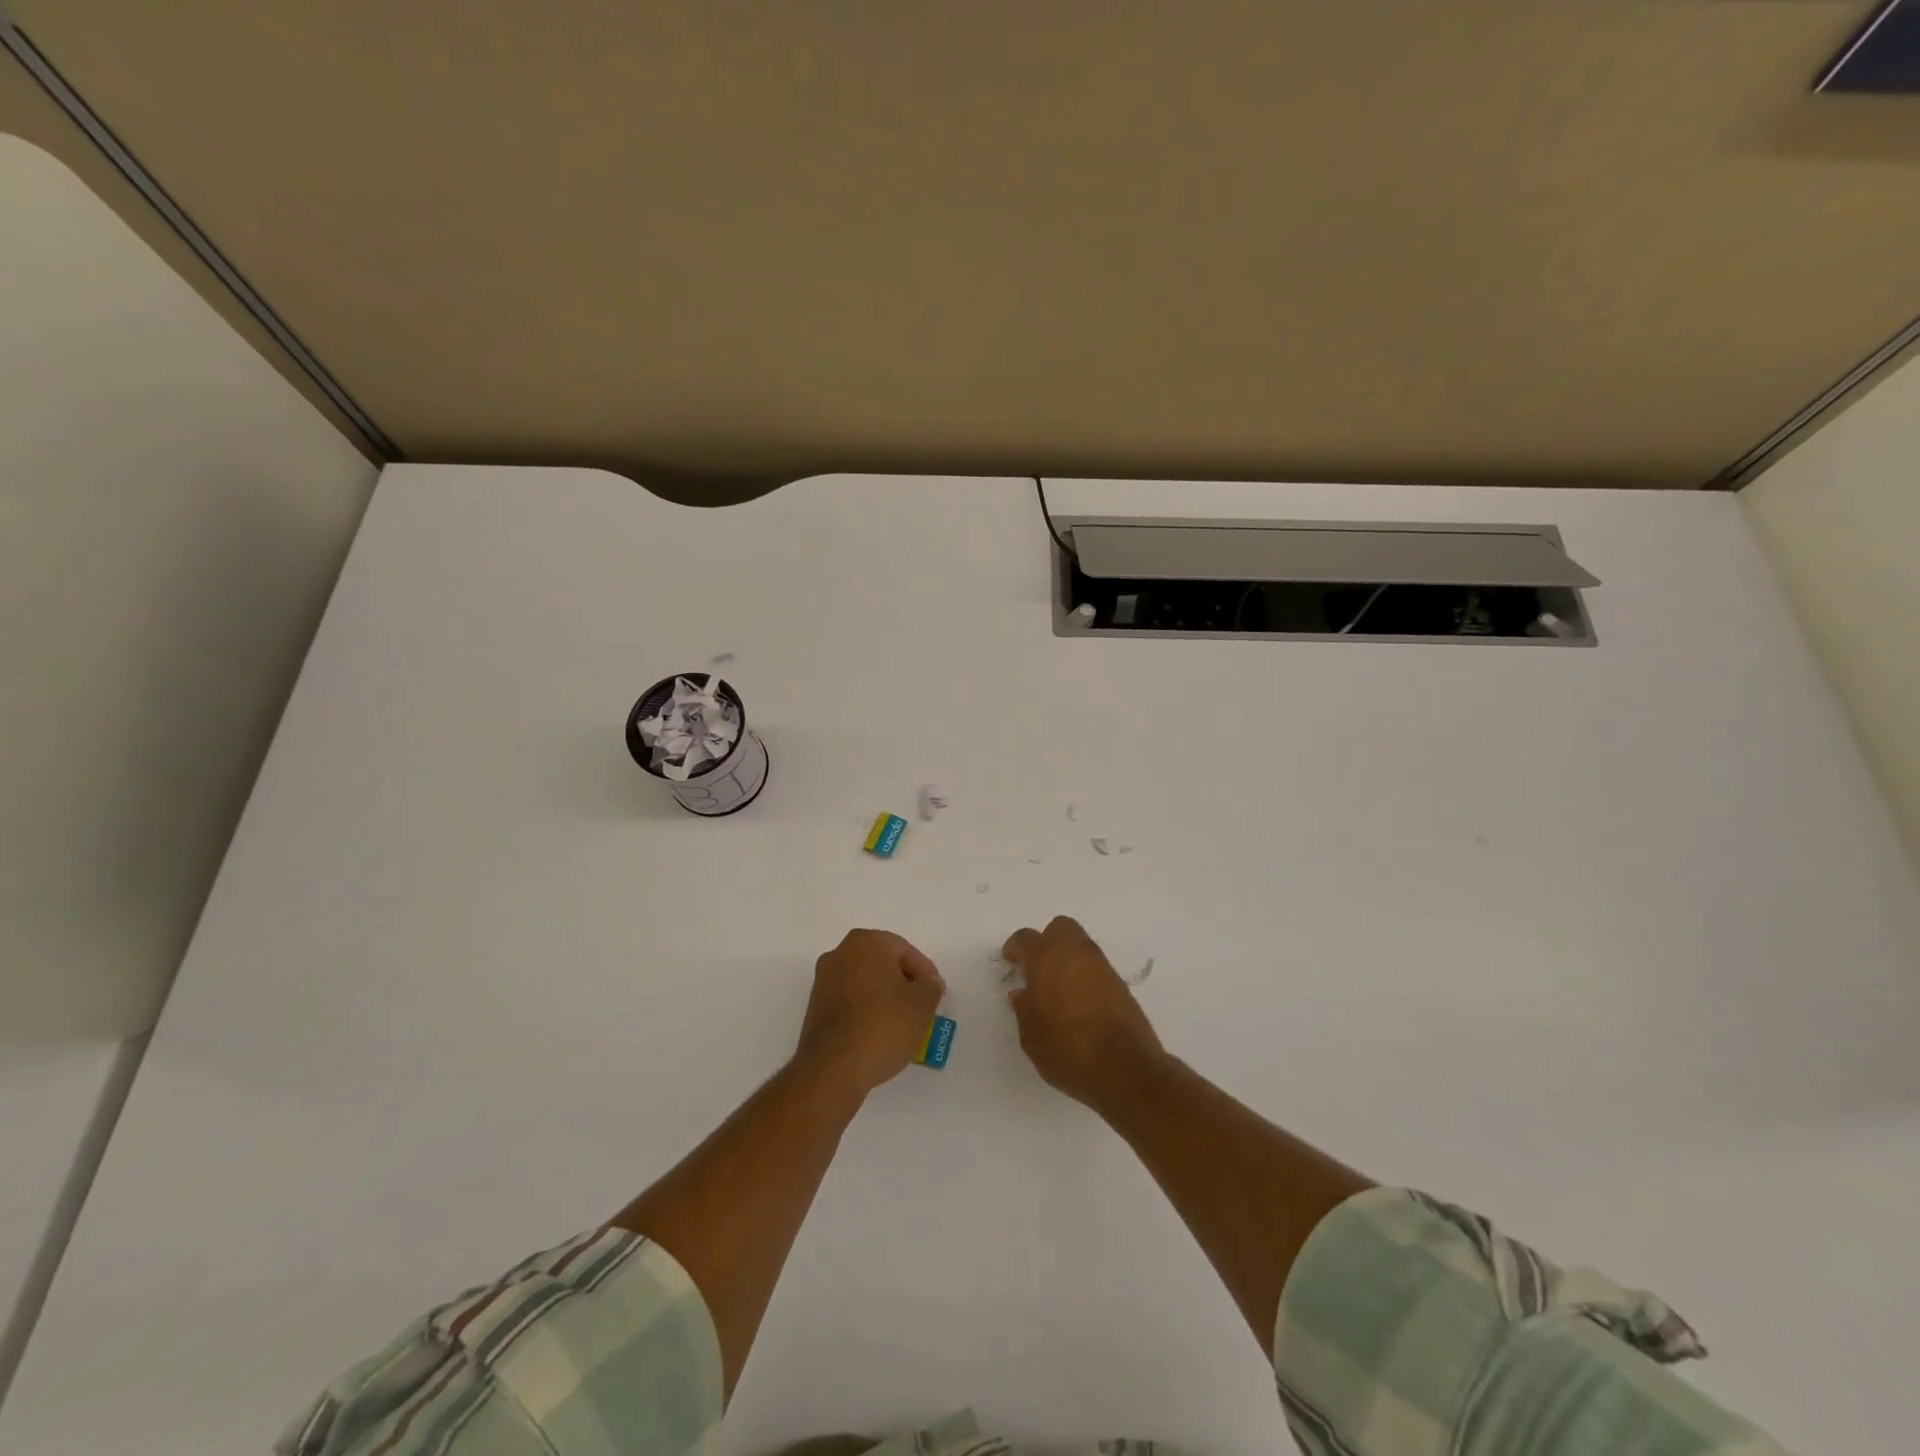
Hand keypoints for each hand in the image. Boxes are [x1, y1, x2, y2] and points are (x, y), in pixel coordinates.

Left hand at [796, 929, 945, 1095]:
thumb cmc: (882, 1026)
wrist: (833, 1068)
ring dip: (885, 999)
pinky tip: (879, 1034)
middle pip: (883, 964)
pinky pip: (850, 1002)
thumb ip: (931, 986)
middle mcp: (839, 953)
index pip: (905, 951)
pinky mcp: (815, 1008)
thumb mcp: (922, 1005)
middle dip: (904, 985)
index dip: (925, 974)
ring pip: (865, 984)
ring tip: (902, 1025)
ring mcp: (823, 981)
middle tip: (921, 1008)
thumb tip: (927, 983)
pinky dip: (866, 1012)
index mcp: (865, 942)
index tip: (935, 997)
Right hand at [1003, 916, 1163, 1111]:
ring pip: (1080, 946)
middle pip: (1059, 928)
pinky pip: (1096, 967)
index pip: (1025, 939)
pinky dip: (1085, 976)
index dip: (1015, 949)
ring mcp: (1101, 966)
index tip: (1011, 963)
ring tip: (1058, 989)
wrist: (1125, 1068)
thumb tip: (1022, 994)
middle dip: (1047, 942)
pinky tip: (1079, 1002)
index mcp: (1046, 959)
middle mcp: (1075, 954)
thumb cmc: (1068, 1051)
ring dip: (1067, 958)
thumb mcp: (1032, 1037)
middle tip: (1038, 969)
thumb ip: (1024, 1010)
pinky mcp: (1120, 983)